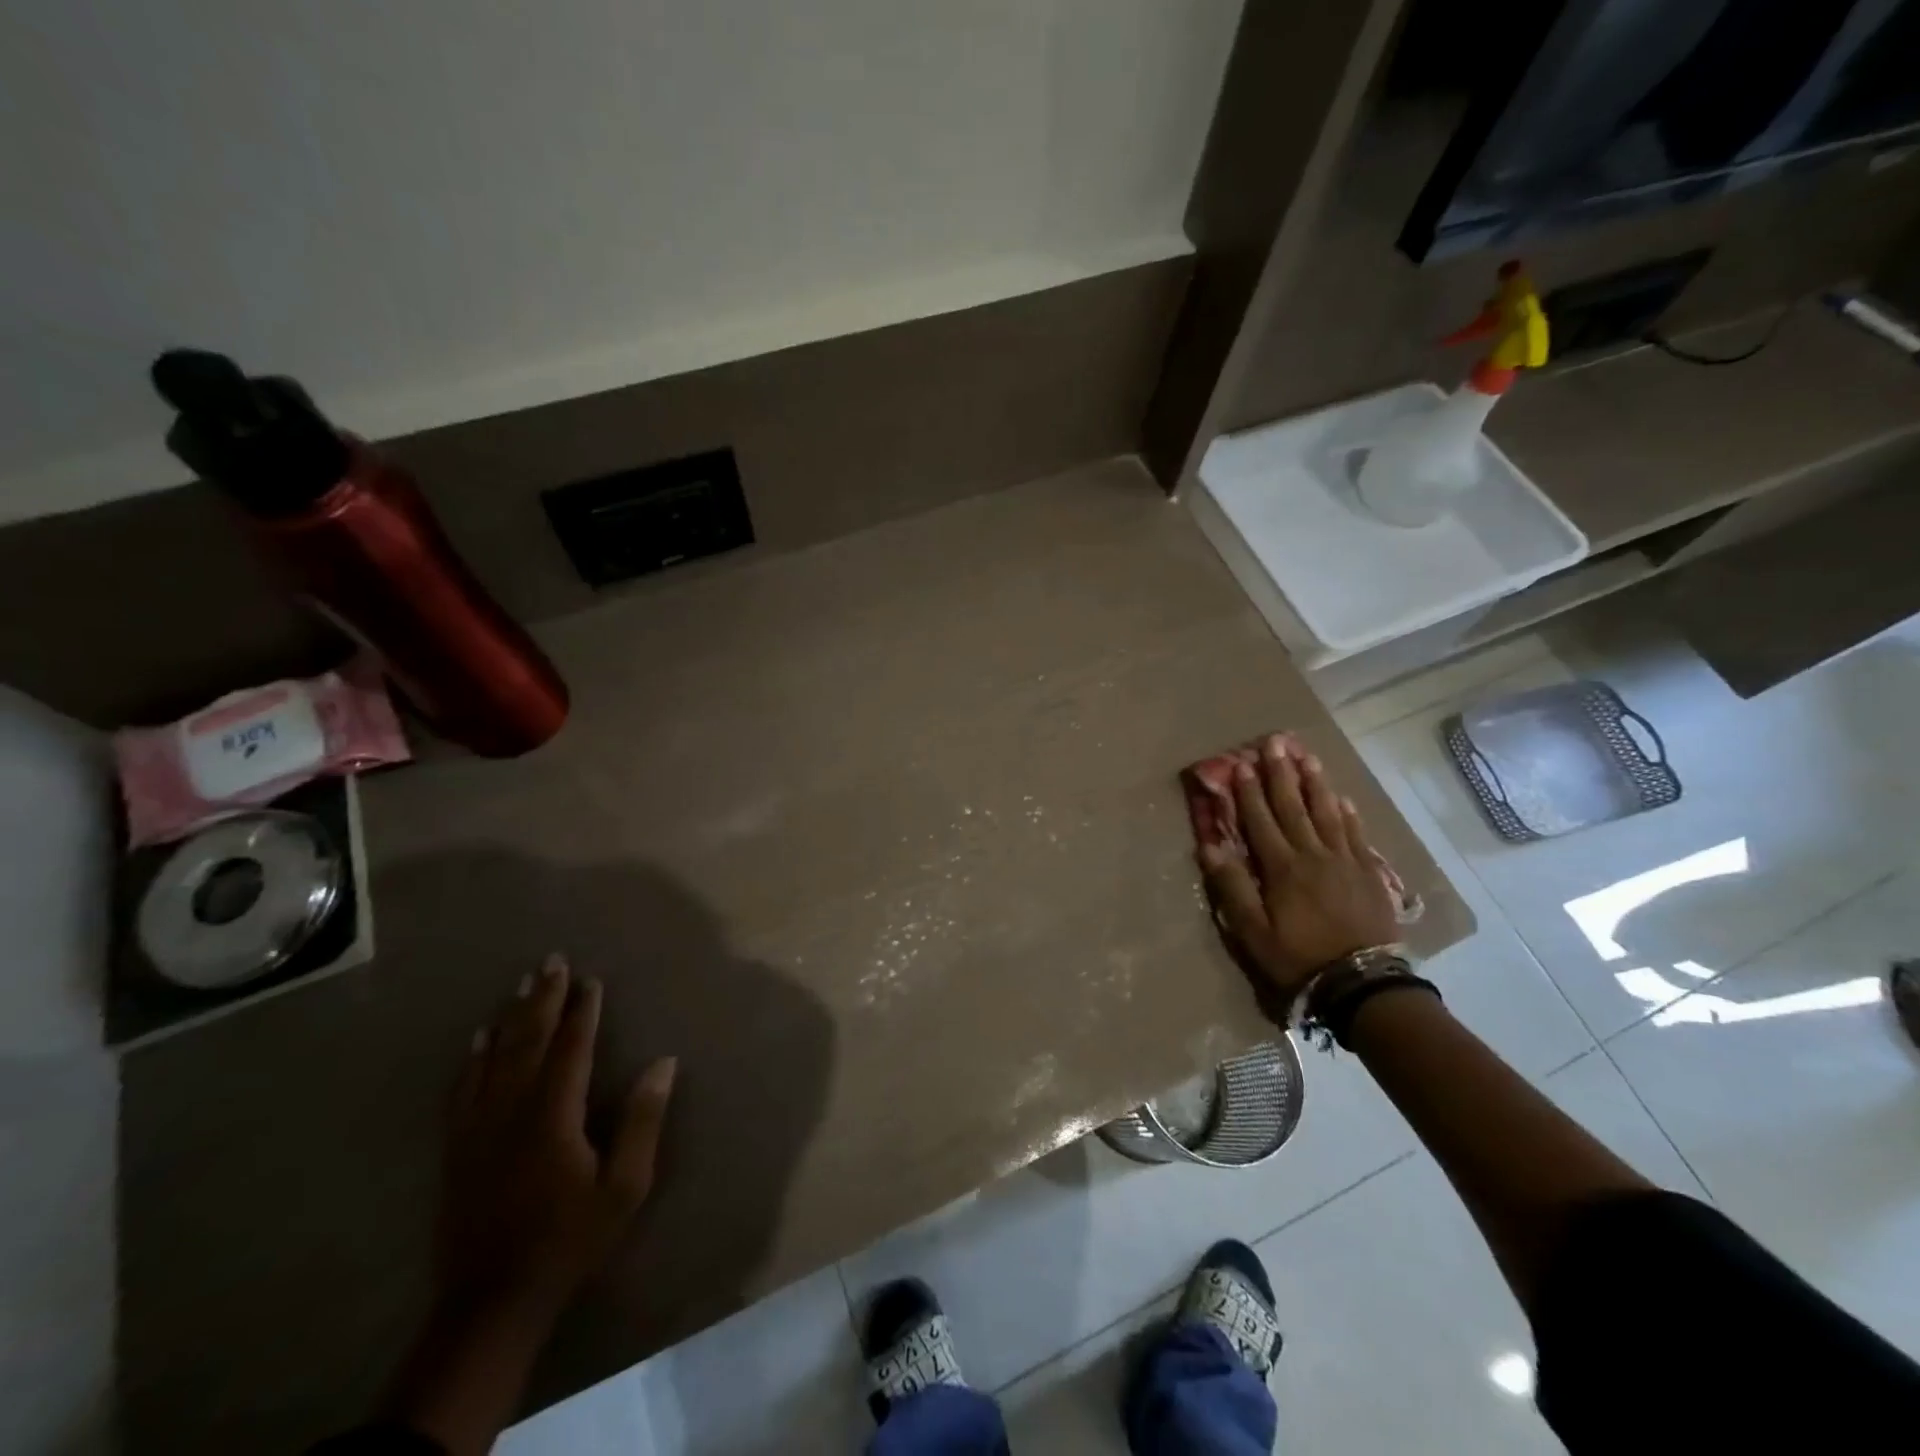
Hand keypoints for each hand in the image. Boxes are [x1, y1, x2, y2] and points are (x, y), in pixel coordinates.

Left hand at [440, 953, 676, 1321]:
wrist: (492, 1301)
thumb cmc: (569, 1240)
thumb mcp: (624, 1186)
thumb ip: (642, 1121)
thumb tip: (663, 1063)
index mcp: (554, 1115)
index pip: (571, 1049)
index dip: (582, 1012)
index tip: (590, 979)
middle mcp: (512, 1110)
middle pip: (529, 1041)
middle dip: (543, 999)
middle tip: (552, 960)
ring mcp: (479, 1128)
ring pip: (494, 1058)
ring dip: (511, 1017)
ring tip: (522, 984)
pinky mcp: (458, 1148)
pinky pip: (463, 1089)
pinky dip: (472, 1058)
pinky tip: (478, 1038)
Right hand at [1199, 735, 1399, 1004]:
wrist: (1361, 983)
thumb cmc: (1298, 958)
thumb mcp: (1253, 932)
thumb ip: (1232, 887)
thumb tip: (1209, 847)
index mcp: (1282, 868)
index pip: (1260, 820)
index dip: (1249, 791)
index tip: (1242, 763)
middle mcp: (1313, 854)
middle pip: (1294, 807)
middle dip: (1282, 774)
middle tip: (1276, 742)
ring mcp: (1345, 861)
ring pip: (1327, 812)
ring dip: (1315, 783)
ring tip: (1308, 757)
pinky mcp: (1368, 873)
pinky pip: (1355, 834)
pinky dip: (1347, 813)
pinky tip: (1342, 798)